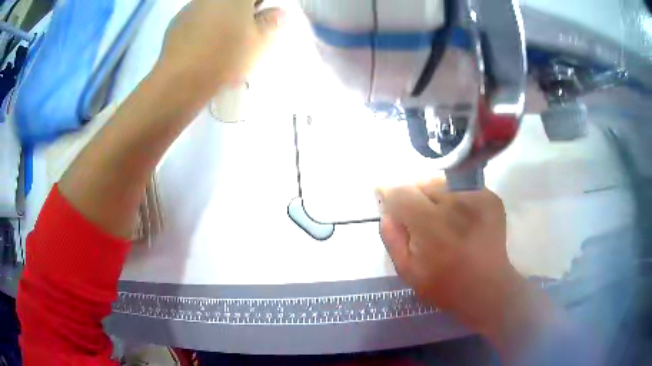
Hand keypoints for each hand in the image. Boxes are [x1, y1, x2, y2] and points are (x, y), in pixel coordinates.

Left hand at [157, 0, 284, 94]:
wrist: (180, 79)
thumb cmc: (225, 56)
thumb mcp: (258, 41)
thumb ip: (270, 22)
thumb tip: (278, 12)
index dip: (261, 8)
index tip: (262, 20)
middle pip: (234, 1)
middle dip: (243, 12)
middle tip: (246, 31)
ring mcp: (191, 7)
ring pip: (214, 8)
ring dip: (223, 18)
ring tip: (223, 42)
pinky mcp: (175, 23)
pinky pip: (197, 19)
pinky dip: (205, 27)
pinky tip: (204, 47)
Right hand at [378, 179, 522, 328]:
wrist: (487, 288)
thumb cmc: (444, 285)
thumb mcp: (407, 270)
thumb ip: (392, 237)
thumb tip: (386, 210)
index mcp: (432, 227)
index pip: (401, 192)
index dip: (388, 191)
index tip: (383, 194)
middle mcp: (456, 204)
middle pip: (422, 182)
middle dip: (413, 194)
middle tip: (417, 215)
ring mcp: (478, 197)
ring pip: (442, 181)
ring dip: (433, 194)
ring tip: (439, 216)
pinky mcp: (490, 197)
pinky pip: (461, 185)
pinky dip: (453, 196)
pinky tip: (458, 217)